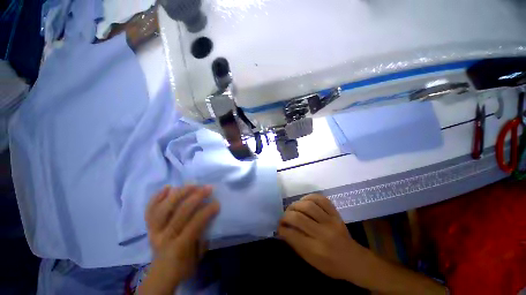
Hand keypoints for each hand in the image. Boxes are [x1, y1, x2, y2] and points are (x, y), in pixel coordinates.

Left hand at [139, 185, 219, 294]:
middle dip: (196, 197)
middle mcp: (164, 237)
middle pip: (180, 212)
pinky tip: (168, 187)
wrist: (160, 275)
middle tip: (207, 188)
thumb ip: (203, 236)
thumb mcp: (198, 256)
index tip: (217, 202)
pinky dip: (157, 197)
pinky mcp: (148, 227)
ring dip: (179, 193)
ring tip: (191, 184)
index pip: (194, 223)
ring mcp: (154, 231)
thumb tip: (209, 217)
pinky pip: (150, 210)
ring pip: (164, 208)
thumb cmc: (183, 266)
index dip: (207, 211)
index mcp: (179, 246)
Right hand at [278, 194, 364, 280]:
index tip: (278, 226)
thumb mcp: (311, 261)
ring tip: (292, 208)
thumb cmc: (331, 265)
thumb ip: (296, 245)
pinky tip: (304, 201)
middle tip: (283, 216)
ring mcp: (331, 221)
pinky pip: (322, 199)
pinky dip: (310, 197)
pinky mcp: (336, 214)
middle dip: (286, 215)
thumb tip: (283, 230)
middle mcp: (323, 233)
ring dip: (296, 205)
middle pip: (299, 218)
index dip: (282, 228)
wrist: (354, 260)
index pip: (292, 234)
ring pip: (309, 206)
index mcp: (316, 250)